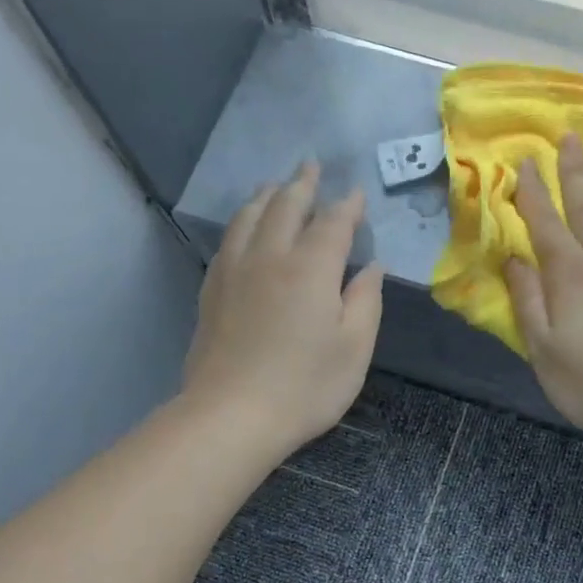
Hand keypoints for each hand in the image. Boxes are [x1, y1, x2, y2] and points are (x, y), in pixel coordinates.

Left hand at [182, 162, 383, 460]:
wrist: (231, 415)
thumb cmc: (305, 387)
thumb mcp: (354, 349)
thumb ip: (365, 301)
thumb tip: (371, 267)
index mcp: (311, 268)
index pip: (332, 224)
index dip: (346, 206)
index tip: (356, 193)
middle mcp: (269, 257)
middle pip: (285, 207)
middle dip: (302, 185)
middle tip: (310, 166)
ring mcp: (234, 271)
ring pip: (249, 218)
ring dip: (266, 196)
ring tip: (275, 185)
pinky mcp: (212, 291)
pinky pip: (228, 241)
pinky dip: (242, 222)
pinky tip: (243, 229)